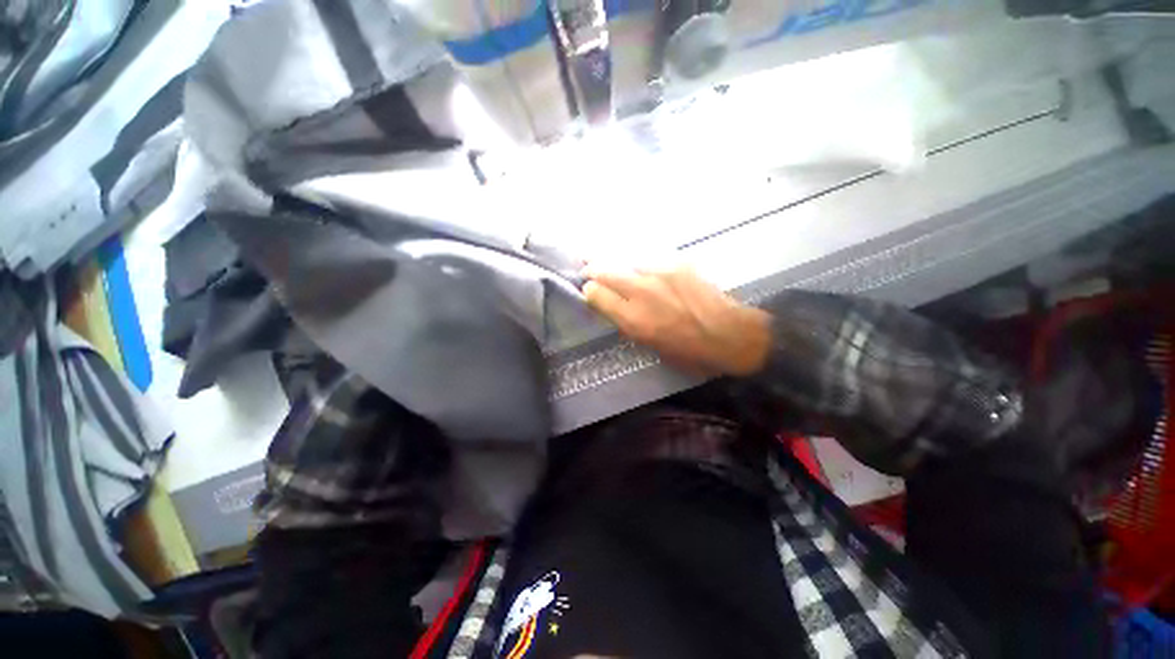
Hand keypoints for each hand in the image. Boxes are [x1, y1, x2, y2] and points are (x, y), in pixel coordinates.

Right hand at [582, 265, 771, 376]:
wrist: (730, 334)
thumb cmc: (688, 351)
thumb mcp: (650, 345)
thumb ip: (628, 323)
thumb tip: (614, 307)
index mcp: (633, 318)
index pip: (595, 294)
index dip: (589, 291)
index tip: (590, 291)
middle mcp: (641, 291)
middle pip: (604, 270)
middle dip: (592, 269)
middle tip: (587, 267)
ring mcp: (660, 272)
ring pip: (626, 259)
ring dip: (616, 263)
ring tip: (611, 263)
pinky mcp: (677, 263)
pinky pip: (650, 259)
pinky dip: (642, 264)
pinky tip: (645, 269)